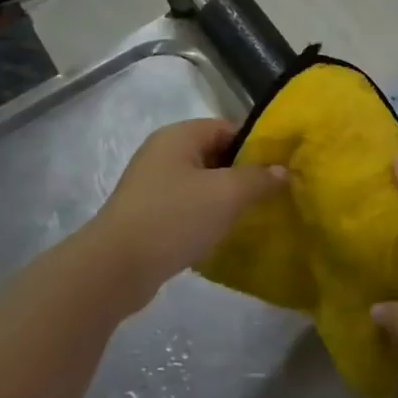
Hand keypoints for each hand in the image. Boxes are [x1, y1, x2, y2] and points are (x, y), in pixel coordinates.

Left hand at [92, 119, 285, 307]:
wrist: (115, 269)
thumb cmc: (174, 218)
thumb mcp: (227, 194)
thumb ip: (259, 178)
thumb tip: (282, 170)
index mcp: (179, 136)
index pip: (228, 128)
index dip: (257, 145)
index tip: (280, 168)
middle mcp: (163, 153)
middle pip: (215, 154)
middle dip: (244, 173)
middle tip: (272, 194)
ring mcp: (152, 185)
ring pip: (202, 183)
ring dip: (225, 198)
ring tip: (252, 216)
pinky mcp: (147, 215)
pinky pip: (187, 207)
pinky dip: (206, 216)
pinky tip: (222, 234)